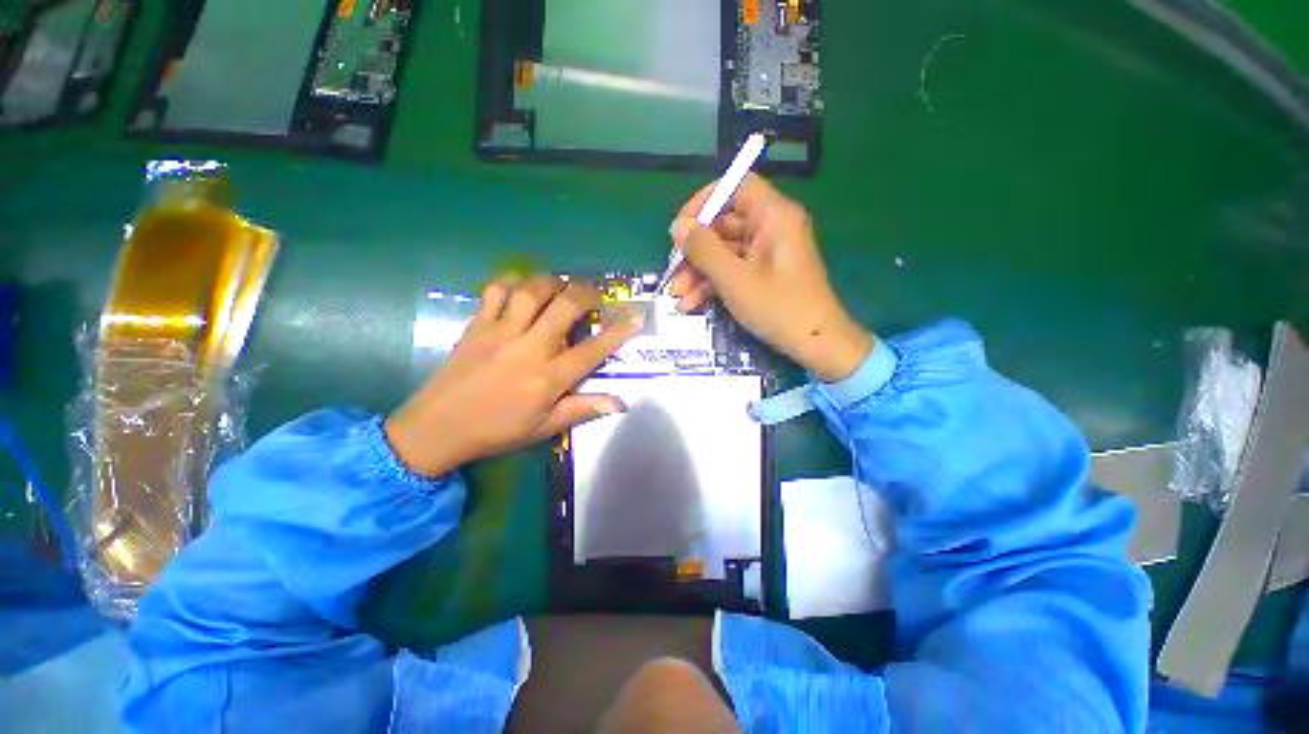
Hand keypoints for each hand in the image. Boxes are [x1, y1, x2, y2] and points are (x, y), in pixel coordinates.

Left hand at [386, 276, 643, 476]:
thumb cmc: (497, 430)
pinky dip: (513, 282)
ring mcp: (500, 332)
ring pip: (532, 291)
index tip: (636, 316)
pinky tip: (523, 290)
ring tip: (562, 287)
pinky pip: (496, 290)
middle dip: (587, 293)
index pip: (593, 350)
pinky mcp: (477, 324)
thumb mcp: (544, 427)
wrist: (438, 426)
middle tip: (595, 296)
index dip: (619, 331)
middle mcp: (529, 348)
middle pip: (565, 306)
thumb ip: (582, 409)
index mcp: (548, 378)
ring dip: (554, 282)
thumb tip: (619, 402)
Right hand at [670, 175, 872, 381]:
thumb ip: (703, 249)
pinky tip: (692, 303)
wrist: (815, 344)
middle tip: (673, 271)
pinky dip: (712, 284)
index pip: (735, 187)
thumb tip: (678, 226)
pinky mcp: (763, 274)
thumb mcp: (734, 278)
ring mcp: (767, 253)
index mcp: (773, 216)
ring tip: (678, 296)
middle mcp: (771, 228)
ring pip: (724, 251)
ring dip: (698, 272)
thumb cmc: (778, 307)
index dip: (704, 202)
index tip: (680, 227)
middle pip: (724, 224)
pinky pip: (733, 269)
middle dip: (695, 250)